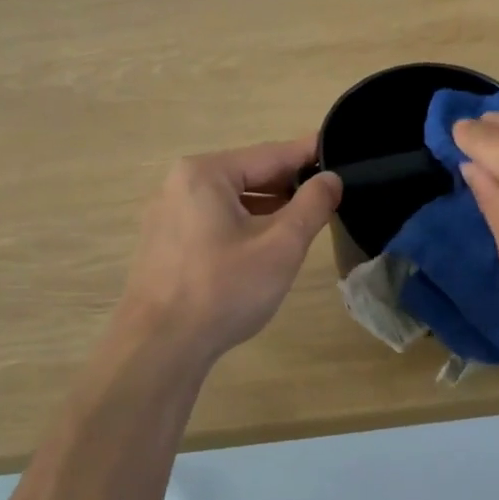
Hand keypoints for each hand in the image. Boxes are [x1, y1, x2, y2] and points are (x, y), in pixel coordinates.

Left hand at [108, 137, 341, 369]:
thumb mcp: (281, 246)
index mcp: (206, 173)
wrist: (159, 348)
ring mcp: (166, 213)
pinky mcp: (163, 242)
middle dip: (288, 184)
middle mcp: (180, 183)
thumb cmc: (224, 289)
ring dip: (266, 206)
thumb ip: (311, 206)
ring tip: (304, 217)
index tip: (340, 151)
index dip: (309, 155)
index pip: (270, 154)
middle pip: (248, 174)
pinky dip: (242, 223)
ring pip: (230, 199)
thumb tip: (331, 179)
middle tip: (329, 190)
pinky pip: (212, 220)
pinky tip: (264, 242)